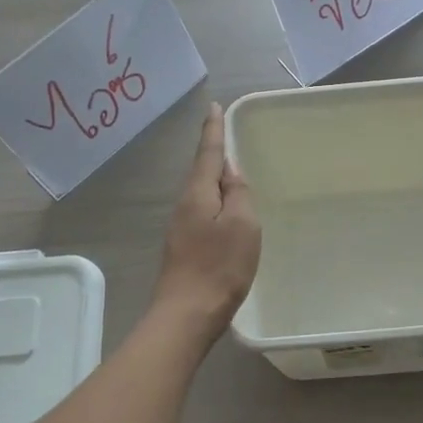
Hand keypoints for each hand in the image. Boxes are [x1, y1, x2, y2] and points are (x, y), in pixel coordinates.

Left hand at [152, 103, 260, 341]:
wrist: (186, 315)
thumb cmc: (219, 267)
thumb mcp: (242, 225)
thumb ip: (238, 194)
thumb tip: (230, 172)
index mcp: (198, 195)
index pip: (208, 153)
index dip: (213, 130)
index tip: (214, 107)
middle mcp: (184, 206)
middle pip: (201, 173)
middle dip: (213, 155)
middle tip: (226, 137)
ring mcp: (181, 229)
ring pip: (201, 194)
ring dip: (214, 181)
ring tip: (232, 175)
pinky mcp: (184, 249)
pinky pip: (202, 214)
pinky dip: (215, 204)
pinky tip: (225, 214)